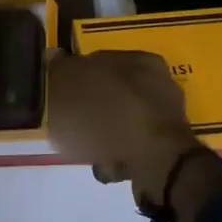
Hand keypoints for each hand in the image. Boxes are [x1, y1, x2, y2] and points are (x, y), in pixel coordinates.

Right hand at [47, 52, 221, 221]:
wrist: (158, 165)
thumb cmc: (114, 116)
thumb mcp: (75, 86)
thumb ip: (61, 70)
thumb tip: (52, 56)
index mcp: (141, 61)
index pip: (100, 59)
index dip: (76, 75)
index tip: (61, 94)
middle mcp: (159, 85)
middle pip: (111, 94)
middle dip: (90, 111)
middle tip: (72, 124)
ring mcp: (165, 120)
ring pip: (121, 123)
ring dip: (102, 137)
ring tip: (89, 150)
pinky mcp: (168, 151)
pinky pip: (132, 149)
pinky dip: (118, 157)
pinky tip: (107, 165)